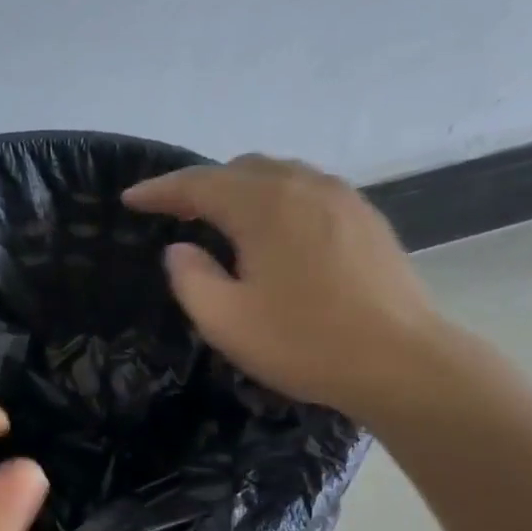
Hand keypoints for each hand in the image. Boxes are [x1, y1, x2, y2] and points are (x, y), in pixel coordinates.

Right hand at [123, 155, 442, 421]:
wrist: (400, 361)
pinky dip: (276, 201)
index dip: (160, 190)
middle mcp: (305, 186)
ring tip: (221, 219)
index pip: (199, 183)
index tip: (131, 199)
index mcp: (264, 205)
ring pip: (279, 176)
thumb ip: (190, 278)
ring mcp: (343, 198)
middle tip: (174, 213)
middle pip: (241, 169)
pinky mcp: (366, 219)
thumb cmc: (304, 342)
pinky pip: (308, 192)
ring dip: (241, 190)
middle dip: (202, 186)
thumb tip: (180, 249)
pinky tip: (274, 232)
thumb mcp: (226, 321)